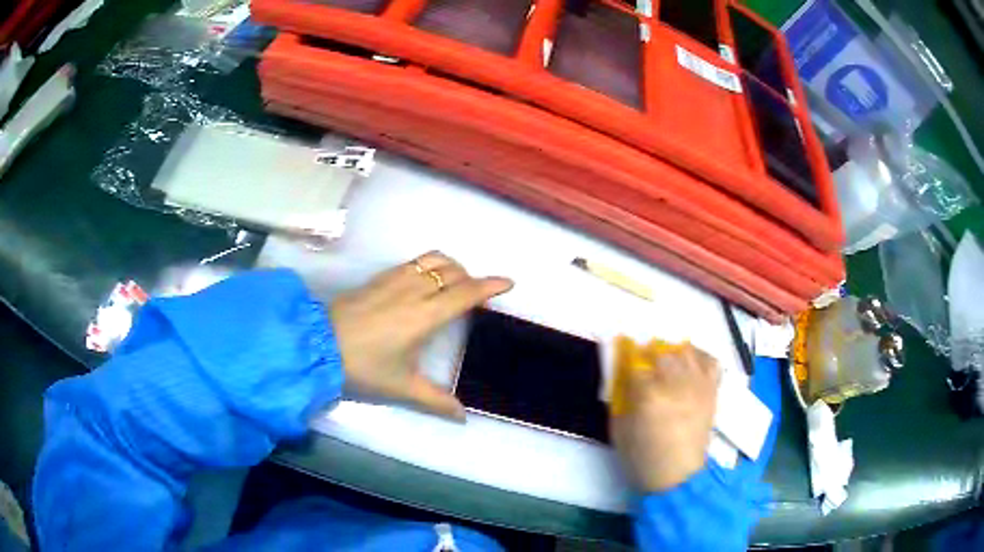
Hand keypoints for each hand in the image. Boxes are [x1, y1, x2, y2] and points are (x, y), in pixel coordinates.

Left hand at [330, 251, 512, 419]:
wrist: (319, 347)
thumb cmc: (364, 367)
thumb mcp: (402, 388)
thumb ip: (436, 401)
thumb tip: (463, 417)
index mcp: (425, 315)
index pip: (465, 292)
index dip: (490, 286)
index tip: (508, 282)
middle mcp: (413, 290)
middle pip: (452, 271)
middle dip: (471, 278)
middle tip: (477, 294)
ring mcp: (394, 280)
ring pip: (432, 260)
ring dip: (451, 267)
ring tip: (454, 283)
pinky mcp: (378, 277)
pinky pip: (412, 262)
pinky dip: (428, 265)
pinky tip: (423, 282)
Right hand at [610, 342, 719, 492]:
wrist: (678, 476)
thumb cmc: (643, 458)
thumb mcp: (618, 431)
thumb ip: (620, 399)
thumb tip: (622, 377)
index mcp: (649, 395)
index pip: (636, 363)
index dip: (628, 360)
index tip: (624, 363)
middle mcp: (676, 384)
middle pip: (663, 352)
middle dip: (650, 356)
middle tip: (643, 367)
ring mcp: (697, 386)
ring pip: (686, 352)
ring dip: (673, 354)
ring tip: (666, 364)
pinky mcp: (711, 391)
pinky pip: (710, 361)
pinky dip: (700, 357)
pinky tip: (689, 363)